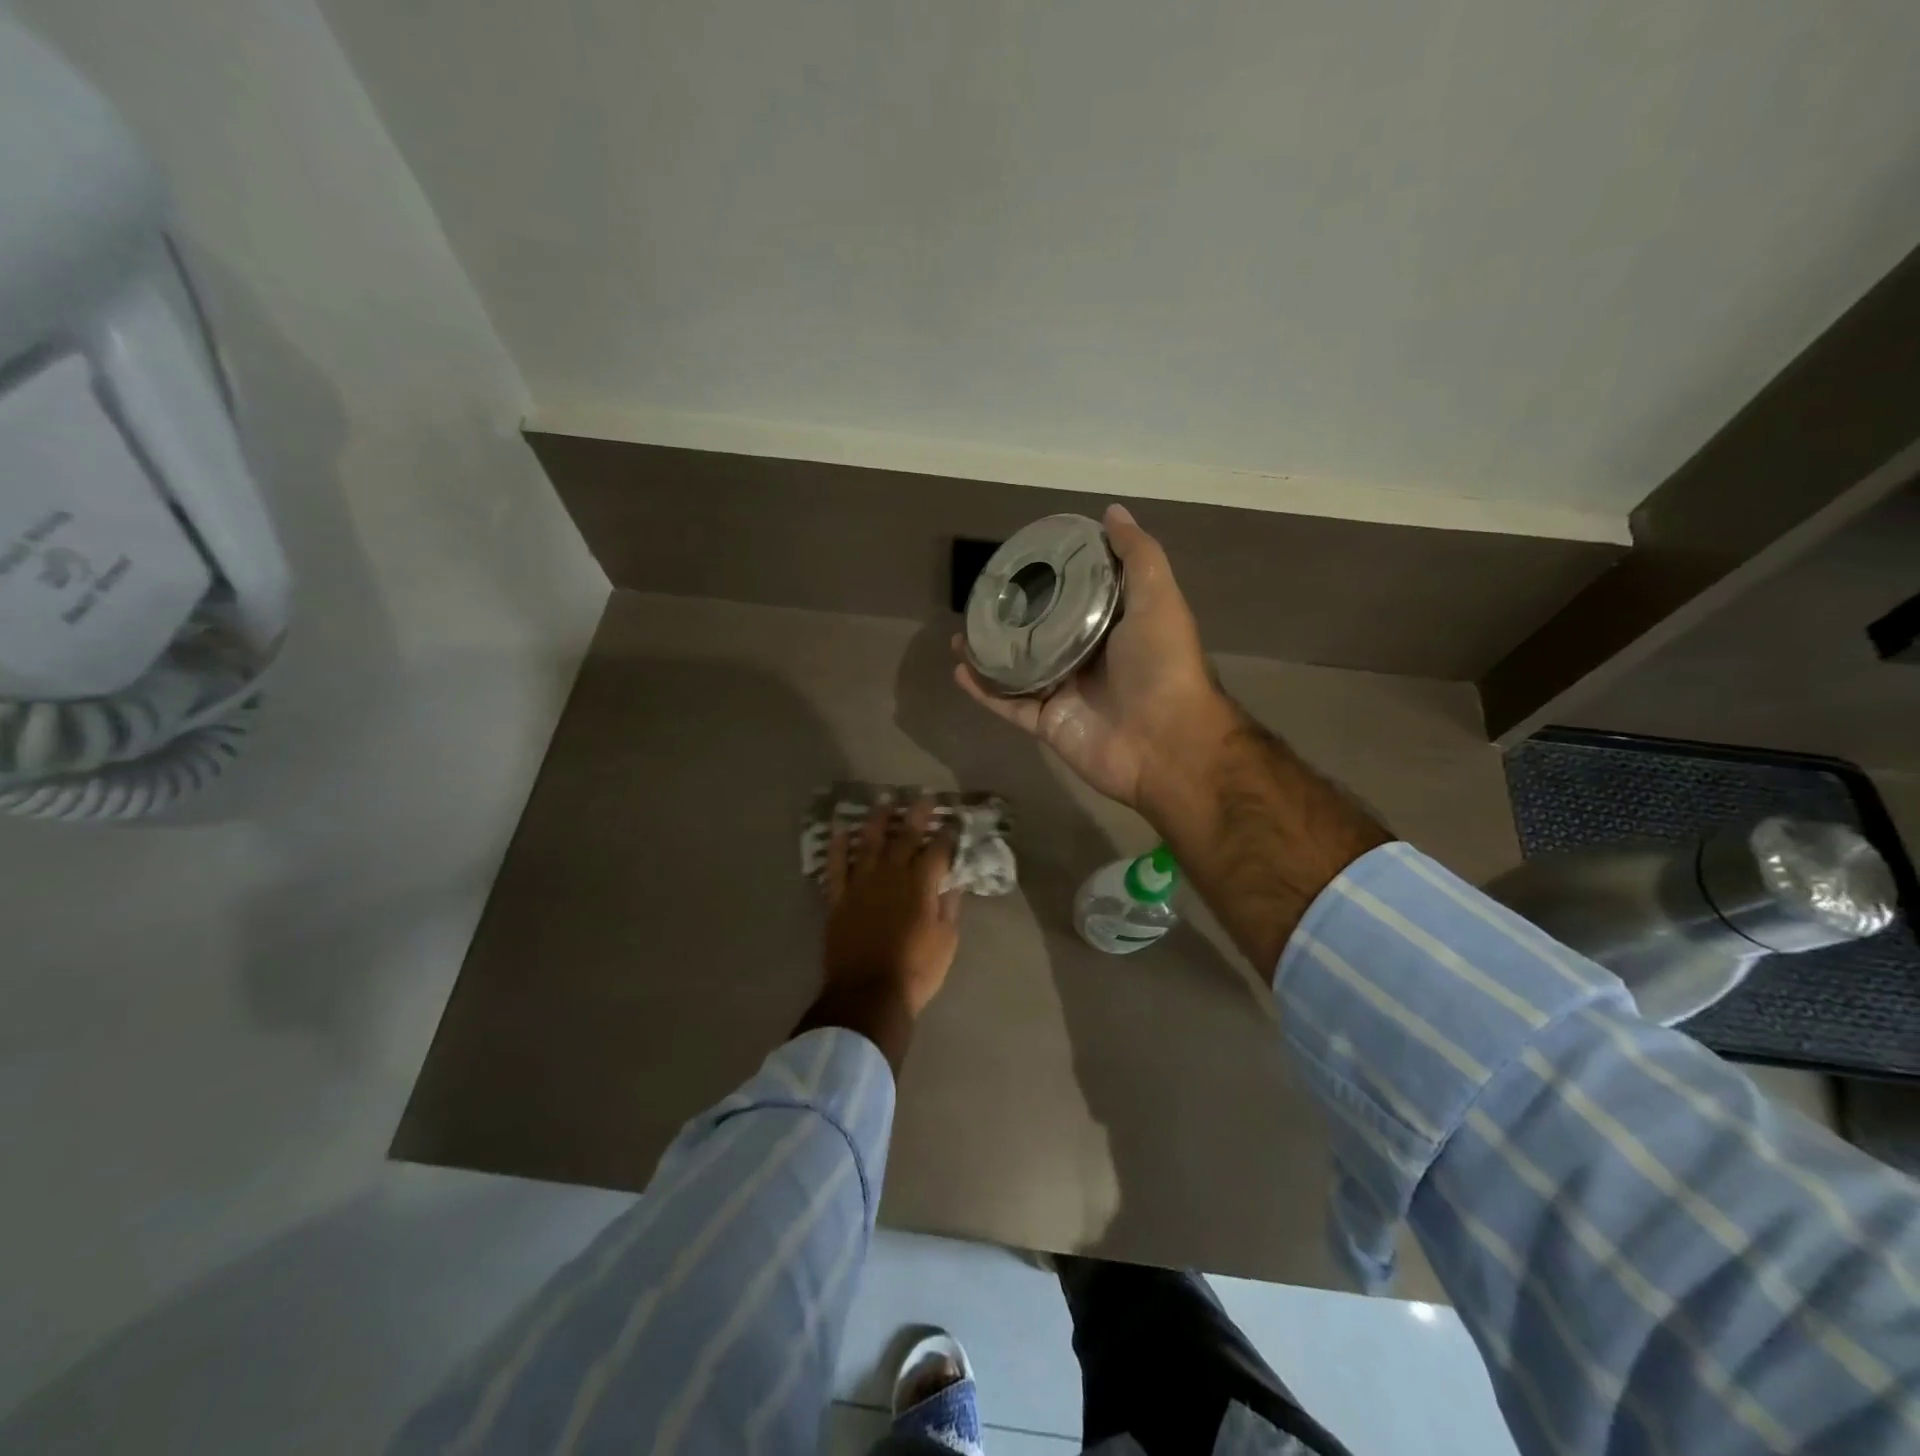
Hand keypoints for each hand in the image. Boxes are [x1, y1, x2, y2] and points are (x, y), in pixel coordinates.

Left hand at [822, 797, 961, 1016]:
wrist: (867, 995)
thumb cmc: (915, 971)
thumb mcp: (946, 941)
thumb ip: (948, 907)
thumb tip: (951, 882)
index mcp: (921, 885)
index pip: (938, 850)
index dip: (947, 834)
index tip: (953, 821)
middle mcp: (891, 875)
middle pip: (905, 837)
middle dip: (916, 814)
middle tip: (922, 796)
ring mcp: (861, 884)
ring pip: (869, 842)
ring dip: (877, 819)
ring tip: (883, 800)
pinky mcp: (838, 898)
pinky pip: (836, 865)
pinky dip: (837, 845)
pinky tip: (840, 828)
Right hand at [954, 504, 1230, 815]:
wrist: (1166, 743)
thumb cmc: (1163, 665)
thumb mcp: (1158, 598)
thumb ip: (1137, 556)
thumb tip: (1112, 512)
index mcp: (1114, 627)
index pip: (1077, 597)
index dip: (1052, 578)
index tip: (1022, 560)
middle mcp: (1088, 658)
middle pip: (1042, 633)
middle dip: (1013, 617)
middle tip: (982, 597)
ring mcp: (1066, 693)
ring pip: (1019, 670)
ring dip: (990, 652)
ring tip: (960, 633)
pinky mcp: (1047, 723)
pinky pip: (1009, 705)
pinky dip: (984, 690)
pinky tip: (959, 668)